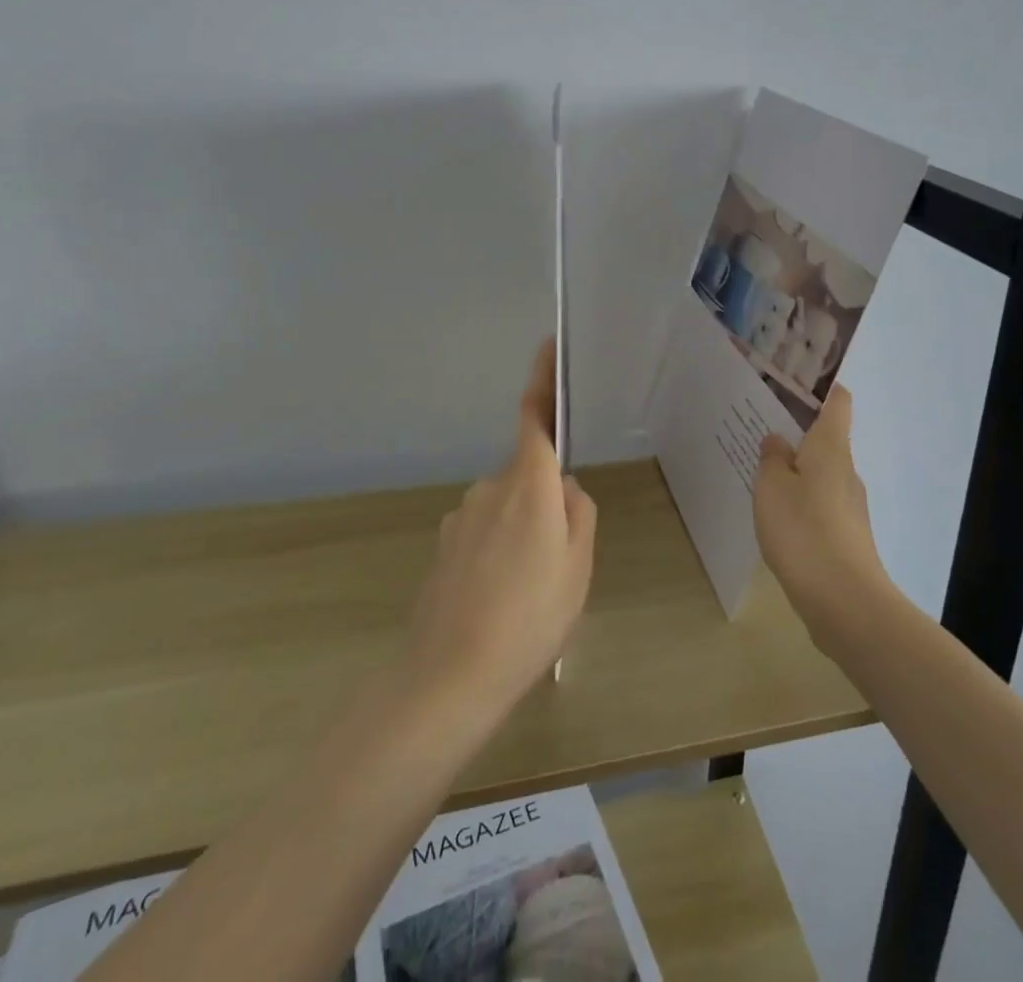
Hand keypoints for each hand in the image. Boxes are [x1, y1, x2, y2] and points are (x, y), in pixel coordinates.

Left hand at [404, 340, 595, 718]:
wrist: (449, 676)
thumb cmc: (530, 617)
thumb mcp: (577, 568)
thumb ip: (578, 516)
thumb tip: (564, 489)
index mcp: (529, 484)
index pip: (536, 417)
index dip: (543, 379)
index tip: (548, 346)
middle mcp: (490, 488)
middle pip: (528, 474)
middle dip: (546, 499)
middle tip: (561, 559)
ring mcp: (461, 517)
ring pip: (507, 508)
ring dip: (522, 532)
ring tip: (529, 592)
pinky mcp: (443, 547)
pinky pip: (483, 533)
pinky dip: (497, 553)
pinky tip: (499, 601)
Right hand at [753, 386, 893, 645]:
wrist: (845, 603)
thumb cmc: (804, 531)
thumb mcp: (772, 487)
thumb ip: (772, 458)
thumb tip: (778, 441)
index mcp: (831, 448)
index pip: (837, 401)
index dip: (820, 387)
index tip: (792, 382)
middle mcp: (846, 471)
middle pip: (826, 439)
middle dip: (796, 432)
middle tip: (758, 428)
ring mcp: (850, 506)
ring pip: (820, 475)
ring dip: (795, 471)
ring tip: (759, 473)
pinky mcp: (846, 537)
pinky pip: (819, 506)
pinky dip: (800, 502)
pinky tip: (775, 516)